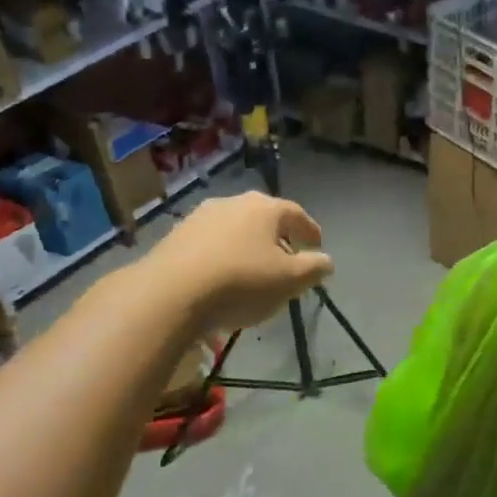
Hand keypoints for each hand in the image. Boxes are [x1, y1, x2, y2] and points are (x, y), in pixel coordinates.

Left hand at [147, 192, 333, 332]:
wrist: (170, 293)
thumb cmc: (241, 282)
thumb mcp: (289, 281)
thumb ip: (314, 268)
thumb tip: (326, 260)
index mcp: (265, 208)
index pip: (297, 214)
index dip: (310, 230)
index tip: (317, 246)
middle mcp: (233, 203)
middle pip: (264, 218)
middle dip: (279, 237)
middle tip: (287, 258)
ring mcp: (200, 216)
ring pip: (236, 229)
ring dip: (248, 246)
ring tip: (254, 270)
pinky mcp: (176, 236)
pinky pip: (211, 243)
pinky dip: (224, 255)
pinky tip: (223, 276)